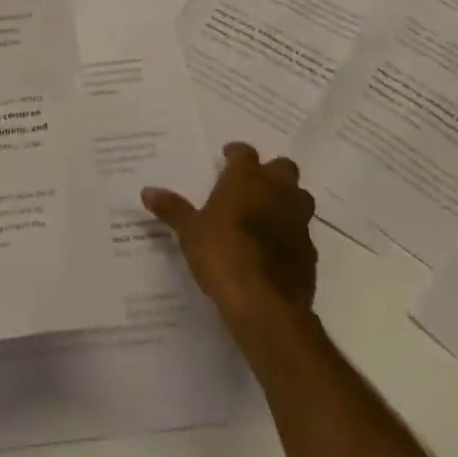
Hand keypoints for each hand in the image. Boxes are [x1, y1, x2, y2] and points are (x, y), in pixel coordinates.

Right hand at [143, 142, 317, 338]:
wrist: (264, 304)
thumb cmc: (222, 254)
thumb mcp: (189, 231)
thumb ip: (172, 209)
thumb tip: (147, 192)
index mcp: (247, 178)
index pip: (245, 152)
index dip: (236, 154)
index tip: (227, 159)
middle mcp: (278, 191)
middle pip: (283, 168)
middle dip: (271, 173)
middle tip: (252, 186)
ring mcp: (299, 221)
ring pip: (300, 198)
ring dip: (287, 201)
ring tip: (267, 215)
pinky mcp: (310, 253)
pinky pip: (303, 234)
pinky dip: (291, 236)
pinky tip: (275, 250)